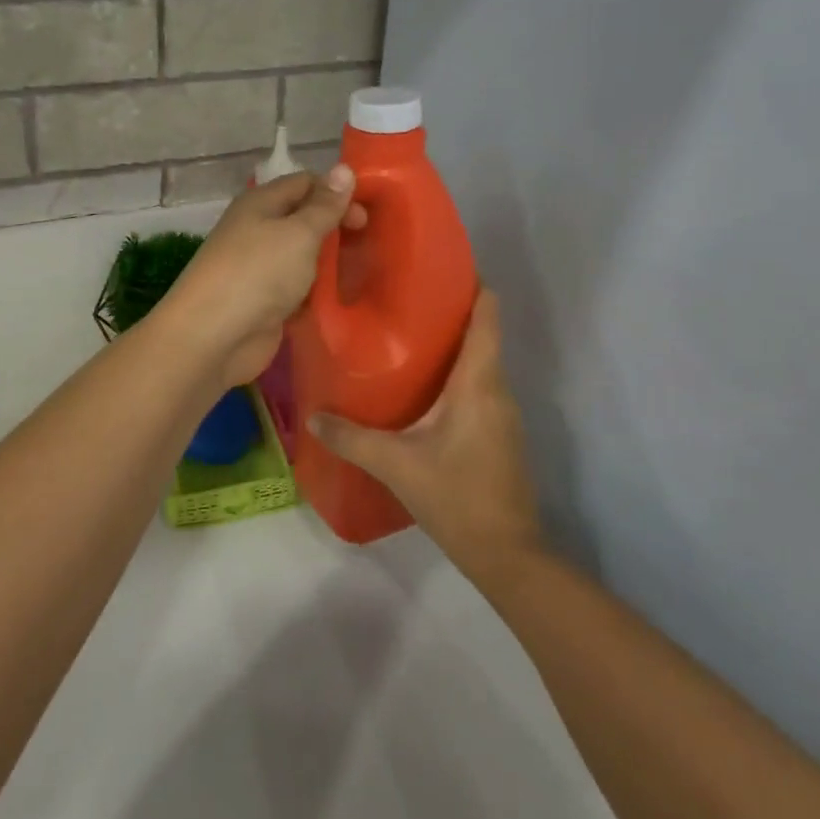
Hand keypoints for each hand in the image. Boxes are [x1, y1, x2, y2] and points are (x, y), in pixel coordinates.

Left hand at [152, 167, 363, 388]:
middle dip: (337, 229)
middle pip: (305, 220)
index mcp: (261, 204)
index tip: (368, 215)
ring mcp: (260, 269)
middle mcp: (258, 231)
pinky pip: (298, 290)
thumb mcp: (298, 233)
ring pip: (303, 258)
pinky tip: (343, 300)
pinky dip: (317, 294)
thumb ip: (324, 205)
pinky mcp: (265, 303)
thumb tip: (344, 169)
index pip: (306, 183)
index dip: (337, 193)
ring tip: (366, 273)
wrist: (213, 336)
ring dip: (330, 264)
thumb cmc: (258, 273)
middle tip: (370, 246)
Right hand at [309, 291, 545, 583]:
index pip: (487, 316)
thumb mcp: (397, 464)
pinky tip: (420, 387)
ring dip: (450, 346)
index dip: (473, 285)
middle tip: (401, 300)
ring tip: (404, 337)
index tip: (440, 264)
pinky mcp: (498, 433)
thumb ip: (352, 438)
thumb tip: (312, 417)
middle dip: (448, 313)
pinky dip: (454, 374)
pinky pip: (477, 387)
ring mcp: (502, 413)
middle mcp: (497, 389)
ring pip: (478, 363)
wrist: (506, 553)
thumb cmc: (456, 495)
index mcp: (478, 383)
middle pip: (481, 334)